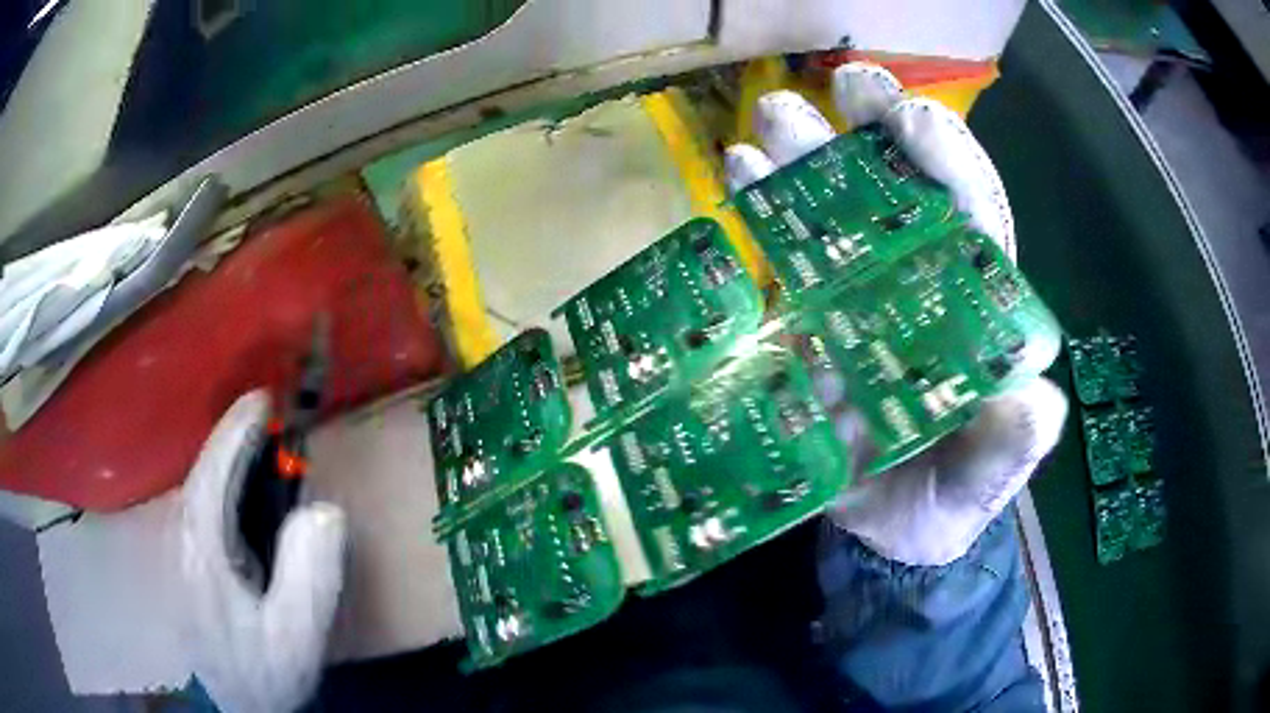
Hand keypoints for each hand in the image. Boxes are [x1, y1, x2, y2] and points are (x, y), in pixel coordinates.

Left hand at [180, 391, 347, 711]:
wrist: (237, 708)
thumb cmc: (264, 673)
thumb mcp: (296, 636)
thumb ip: (308, 576)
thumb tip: (323, 511)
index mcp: (202, 547)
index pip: (214, 470)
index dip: (237, 430)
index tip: (263, 400)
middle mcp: (183, 538)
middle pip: (204, 472)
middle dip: (234, 441)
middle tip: (272, 425)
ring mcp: (182, 552)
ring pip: (201, 490)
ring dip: (228, 462)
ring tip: (261, 451)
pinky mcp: (190, 566)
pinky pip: (205, 510)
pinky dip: (224, 489)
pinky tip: (243, 500)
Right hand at [725, 63, 1067, 565]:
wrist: (890, 534)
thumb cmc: (951, 501)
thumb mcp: (989, 480)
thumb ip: (1012, 446)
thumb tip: (1032, 402)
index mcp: (976, 311)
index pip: (972, 217)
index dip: (946, 163)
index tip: (911, 120)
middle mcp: (922, 288)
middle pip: (903, 194)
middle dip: (877, 132)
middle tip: (844, 87)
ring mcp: (862, 300)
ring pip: (840, 212)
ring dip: (808, 158)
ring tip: (773, 116)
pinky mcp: (812, 324)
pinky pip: (790, 257)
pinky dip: (766, 212)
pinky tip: (738, 173)